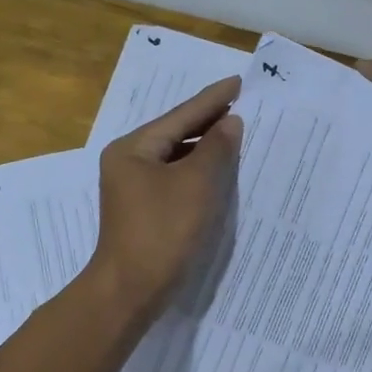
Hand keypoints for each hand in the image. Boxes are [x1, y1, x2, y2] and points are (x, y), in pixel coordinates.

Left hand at [90, 76, 242, 319]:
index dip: (213, 99)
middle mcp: (128, 161)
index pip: (181, 115)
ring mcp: (133, 186)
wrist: (130, 290)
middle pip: (176, 132)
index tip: (238, 81)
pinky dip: (197, 170)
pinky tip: (218, 169)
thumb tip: (230, 122)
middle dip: (209, 120)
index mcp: (133, 148)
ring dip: (205, 147)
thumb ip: (216, 148)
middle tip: (242, 103)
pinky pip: (175, 177)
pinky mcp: (143, 208)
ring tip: (236, 132)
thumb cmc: (162, 231)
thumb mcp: (196, 185)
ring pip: (176, 156)